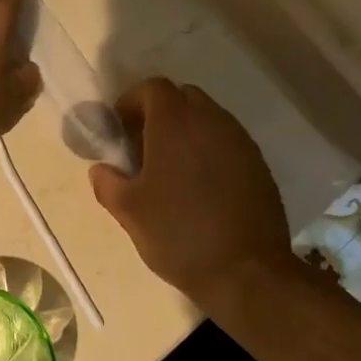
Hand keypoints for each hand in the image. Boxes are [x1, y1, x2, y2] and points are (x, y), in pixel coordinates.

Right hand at [90, 78, 289, 301]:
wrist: (247, 272)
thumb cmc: (179, 235)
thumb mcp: (129, 212)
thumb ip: (107, 182)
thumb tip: (102, 169)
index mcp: (175, 123)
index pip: (153, 88)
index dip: (133, 102)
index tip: (121, 129)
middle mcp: (211, 121)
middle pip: (183, 97)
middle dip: (161, 113)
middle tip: (145, 146)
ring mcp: (240, 141)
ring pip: (208, 118)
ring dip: (188, 132)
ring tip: (173, 168)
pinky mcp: (259, 164)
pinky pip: (227, 142)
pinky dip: (210, 150)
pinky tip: (201, 186)